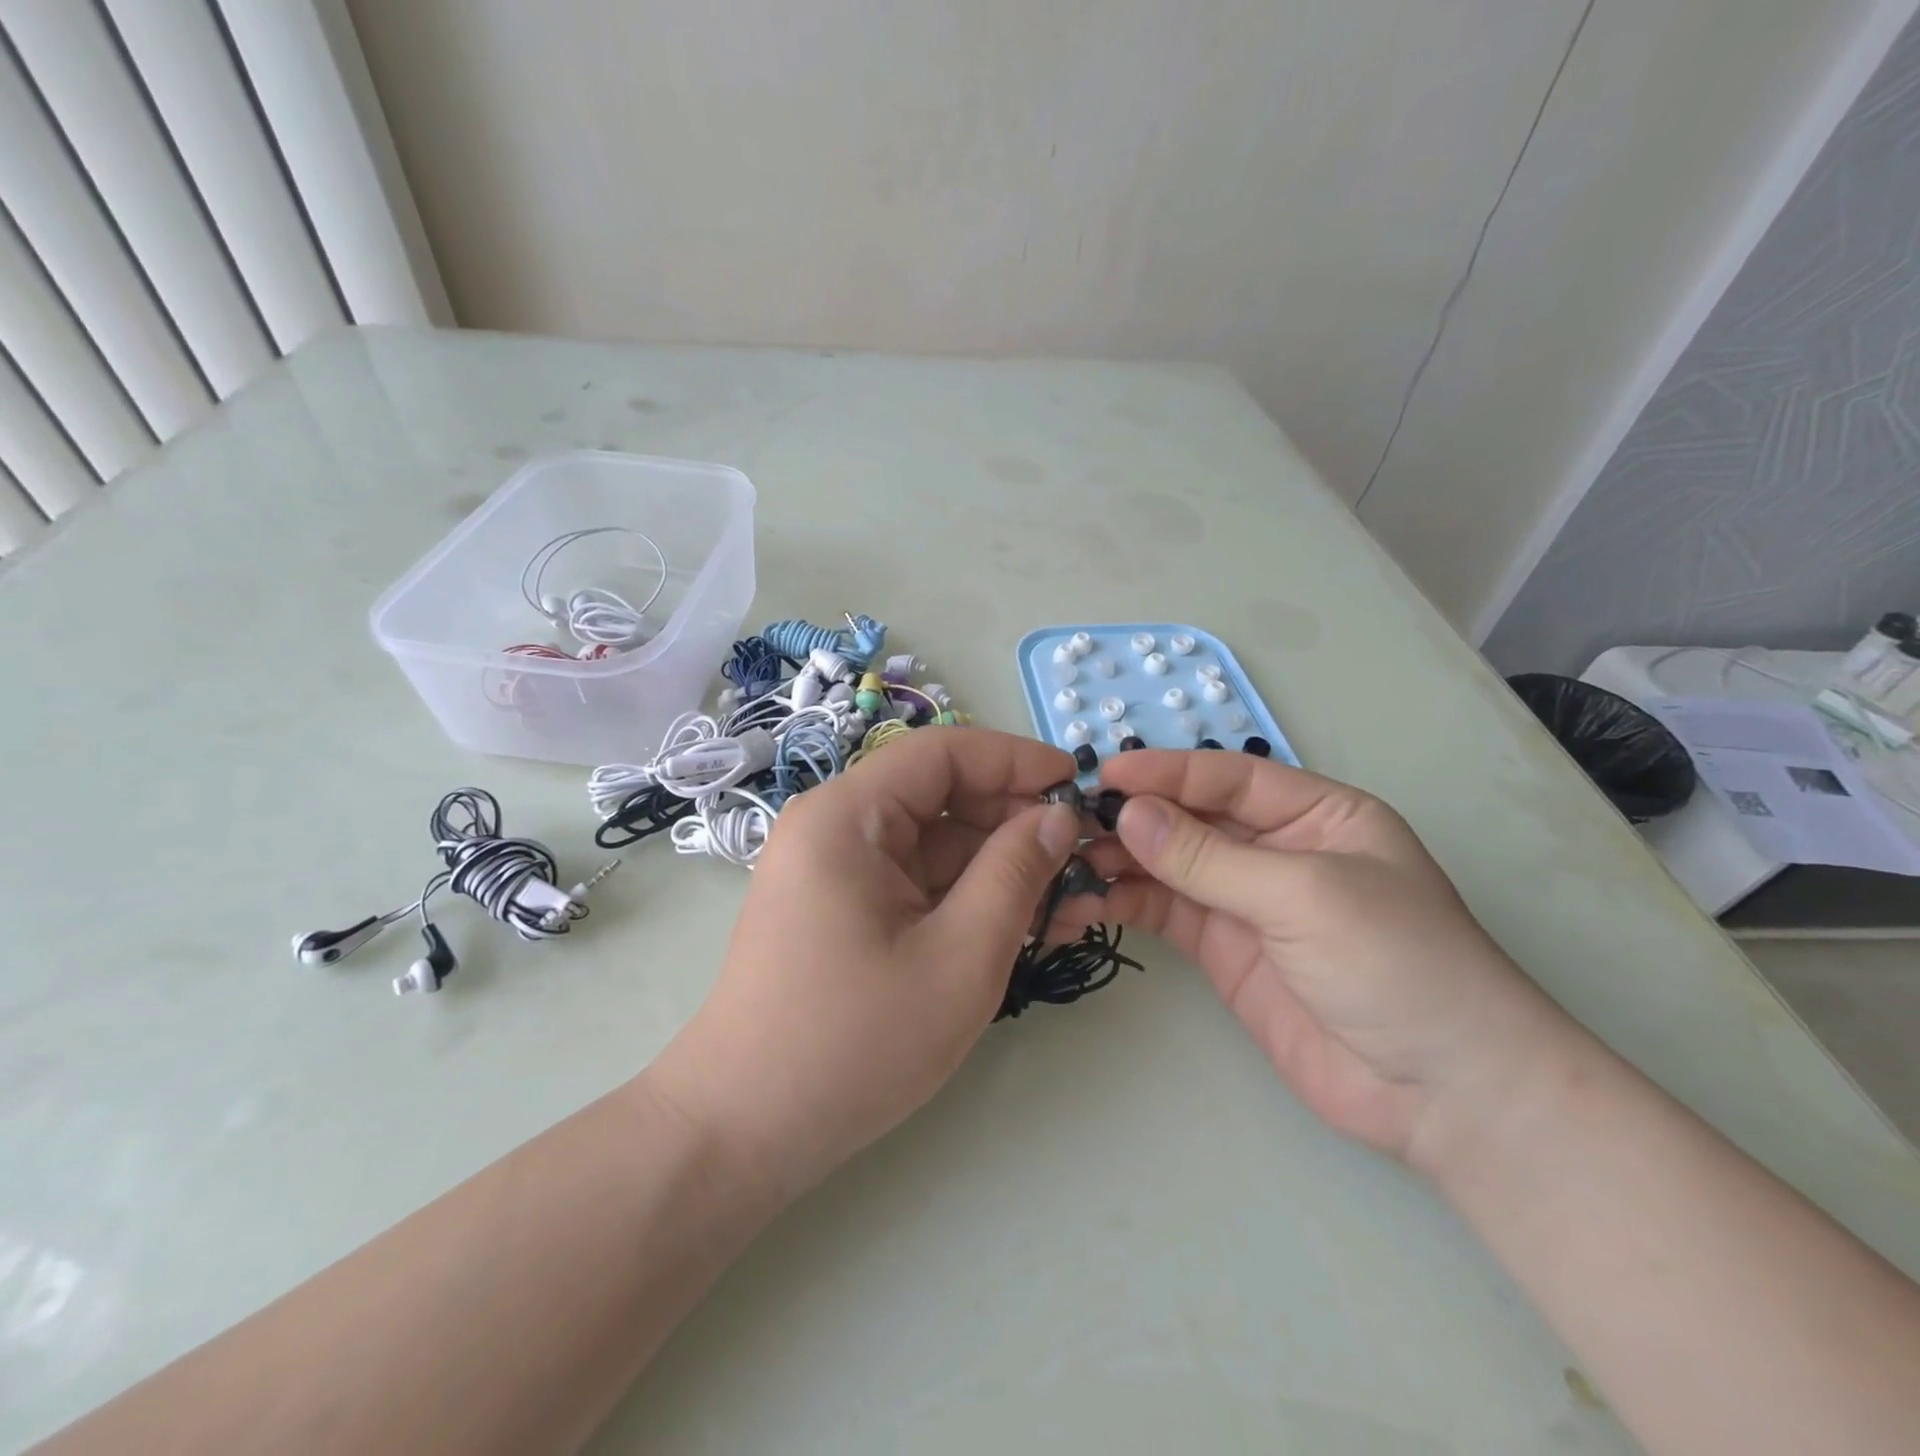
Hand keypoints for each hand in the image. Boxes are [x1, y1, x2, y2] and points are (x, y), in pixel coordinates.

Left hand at [649, 727, 1079, 1198]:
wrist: (744, 1130)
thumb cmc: (854, 1042)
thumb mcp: (960, 957)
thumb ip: (1016, 874)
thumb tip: (1057, 816)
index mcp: (847, 815)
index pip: (943, 753)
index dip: (1015, 760)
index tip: (1077, 786)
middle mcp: (834, 826)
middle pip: (940, 797)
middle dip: (1013, 823)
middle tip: (1081, 859)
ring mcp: (834, 869)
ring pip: (933, 844)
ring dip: (997, 867)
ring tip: (1066, 904)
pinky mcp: (841, 907)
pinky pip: (915, 881)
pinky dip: (965, 896)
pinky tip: (1018, 926)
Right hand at [1073, 751, 1579, 1168]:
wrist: (1445, 1095)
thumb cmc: (1398, 964)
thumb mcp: (1305, 894)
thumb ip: (1210, 858)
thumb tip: (1128, 815)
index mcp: (1315, 814)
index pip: (1227, 778)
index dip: (1165, 773)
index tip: (1103, 777)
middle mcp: (1275, 849)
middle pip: (1190, 819)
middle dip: (1133, 818)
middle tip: (1068, 824)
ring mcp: (1246, 901)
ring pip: (1168, 866)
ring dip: (1119, 861)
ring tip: (1066, 863)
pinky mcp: (1223, 950)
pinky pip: (1165, 913)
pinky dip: (1126, 904)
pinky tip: (1088, 902)